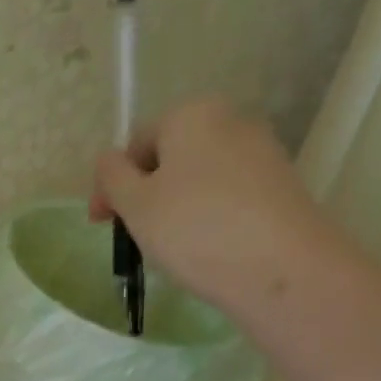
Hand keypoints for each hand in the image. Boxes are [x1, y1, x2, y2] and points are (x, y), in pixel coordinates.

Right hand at [90, 97, 341, 312]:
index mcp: (191, 114)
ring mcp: (261, 152)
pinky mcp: (279, 186)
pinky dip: (206, 218)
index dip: (112, 186)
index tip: (102, 224)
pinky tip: (203, 249)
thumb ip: (112, 177)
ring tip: (167, 248)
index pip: (136, 145)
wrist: (279, 266)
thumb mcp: (135, 204)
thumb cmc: (193, 228)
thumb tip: (109, 161)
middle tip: (132, 237)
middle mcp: (230, 120)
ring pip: (197, 179)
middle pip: (169, 159)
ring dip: (174, 208)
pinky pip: (226, 197)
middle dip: (144, 195)